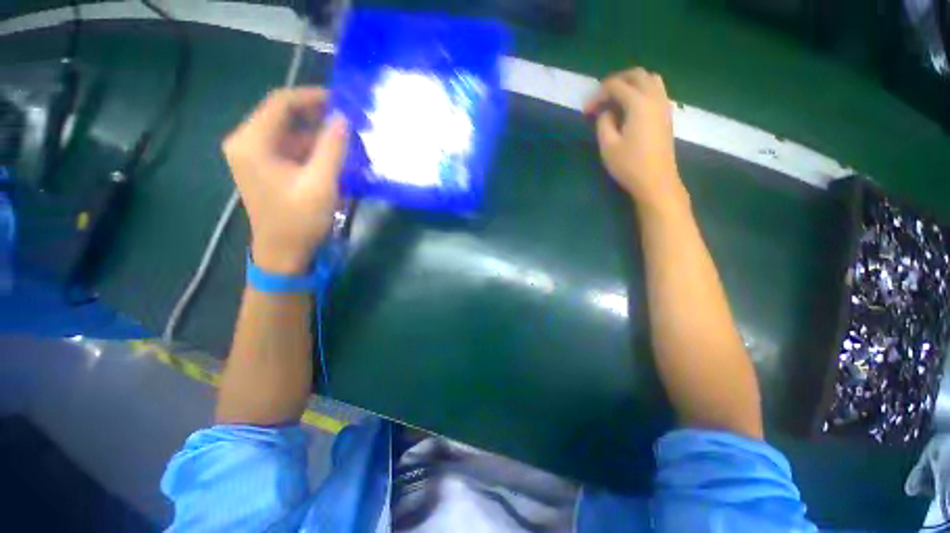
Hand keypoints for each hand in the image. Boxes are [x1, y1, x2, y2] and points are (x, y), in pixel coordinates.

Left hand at [222, 88, 347, 274]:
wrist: (284, 253)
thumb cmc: (299, 220)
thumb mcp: (321, 183)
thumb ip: (332, 147)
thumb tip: (343, 118)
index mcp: (252, 142)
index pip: (281, 102)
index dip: (312, 97)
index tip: (342, 102)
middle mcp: (248, 142)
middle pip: (284, 116)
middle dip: (318, 118)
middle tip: (350, 123)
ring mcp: (255, 156)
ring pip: (290, 133)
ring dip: (318, 136)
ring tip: (348, 142)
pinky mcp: (266, 169)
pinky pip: (291, 149)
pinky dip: (313, 150)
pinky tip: (335, 158)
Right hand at [584, 68, 687, 212]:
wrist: (656, 180)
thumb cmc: (629, 165)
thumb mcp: (608, 146)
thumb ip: (604, 123)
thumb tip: (607, 112)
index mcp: (638, 103)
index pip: (616, 86)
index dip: (598, 94)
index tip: (586, 109)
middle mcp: (654, 97)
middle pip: (637, 74)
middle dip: (616, 81)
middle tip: (601, 96)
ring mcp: (664, 105)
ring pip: (650, 79)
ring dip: (632, 83)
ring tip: (617, 98)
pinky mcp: (667, 115)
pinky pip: (656, 91)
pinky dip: (642, 90)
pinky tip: (631, 107)